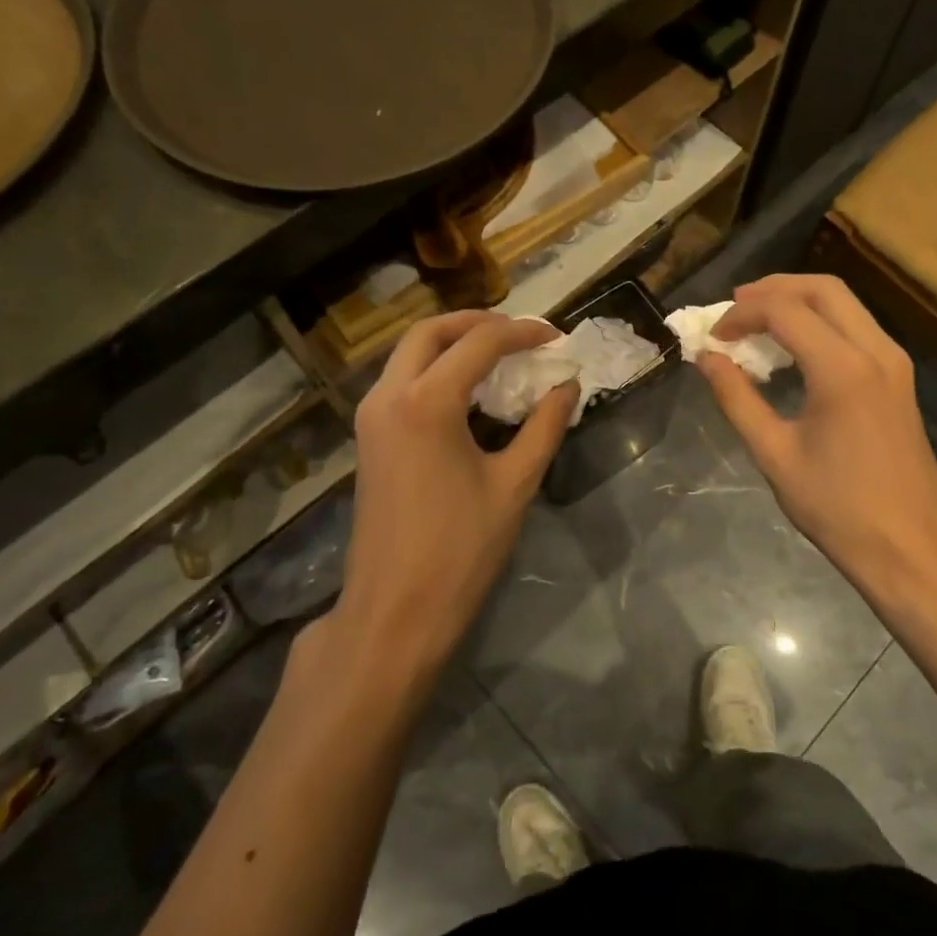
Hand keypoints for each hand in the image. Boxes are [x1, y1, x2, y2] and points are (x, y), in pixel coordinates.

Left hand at [336, 311, 577, 672]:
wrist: (393, 612)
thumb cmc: (459, 550)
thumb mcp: (514, 484)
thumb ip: (545, 426)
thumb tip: (567, 386)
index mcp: (426, 403)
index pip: (479, 344)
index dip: (522, 333)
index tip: (555, 337)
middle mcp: (389, 396)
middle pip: (430, 332)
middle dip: (477, 323)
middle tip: (520, 333)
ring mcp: (371, 417)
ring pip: (409, 353)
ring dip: (452, 342)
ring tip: (499, 353)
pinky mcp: (369, 437)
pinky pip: (401, 380)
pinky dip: (435, 368)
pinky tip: (470, 389)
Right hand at [697, 275, 936, 605]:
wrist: (910, 548)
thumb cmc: (837, 508)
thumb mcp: (774, 455)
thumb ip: (737, 398)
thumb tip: (707, 358)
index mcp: (842, 369)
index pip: (784, 311)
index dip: (741, 314)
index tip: (713, 337)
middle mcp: (875, 351)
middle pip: (823, 289)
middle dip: (773, 289)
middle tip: (734, 306)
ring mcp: (895, 361)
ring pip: (845, 302)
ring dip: (799, 300)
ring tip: (758, 319)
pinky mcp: (900, 376)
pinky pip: (858, 326)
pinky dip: (822, 321)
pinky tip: (795, 346)